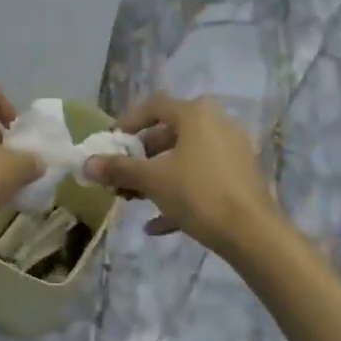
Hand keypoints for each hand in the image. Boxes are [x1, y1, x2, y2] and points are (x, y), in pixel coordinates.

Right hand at [85, 93, 280, 257]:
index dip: (128, 121)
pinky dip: (179, 194)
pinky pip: (202, 179)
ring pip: (185, 158)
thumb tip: (87, 164)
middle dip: (140, 156)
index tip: (110, 142)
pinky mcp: (240, 177)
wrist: (253, 234)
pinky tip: (157, 224)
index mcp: (196, 114)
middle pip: (169, 133)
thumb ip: (119, 169)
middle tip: (121, 176)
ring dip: (157, 177)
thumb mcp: (153, 181)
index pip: (154, 105)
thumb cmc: (198, 194)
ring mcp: (232, 150)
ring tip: (134, 199)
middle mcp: (217, 123)